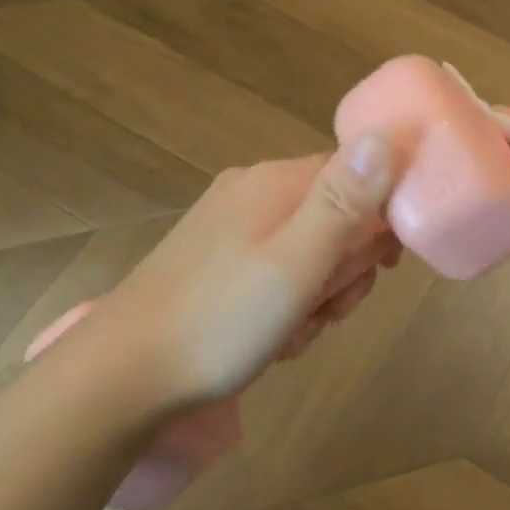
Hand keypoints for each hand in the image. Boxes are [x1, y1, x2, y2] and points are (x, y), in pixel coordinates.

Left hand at [70, 135, 400, 419]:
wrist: (123, 376)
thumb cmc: (220, 320)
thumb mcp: (296, 263)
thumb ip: (345, 201)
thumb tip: (386, 134)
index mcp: (276, 183)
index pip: (360, 176)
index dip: (381, 221)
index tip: (381, 267)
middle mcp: (253, 193)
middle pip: (337, 217)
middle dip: (345, 269)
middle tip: (326, 307)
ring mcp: (231, 228)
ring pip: (311, 251)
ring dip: (318, 295)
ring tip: (294, 330)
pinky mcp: (218, 261)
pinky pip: (277, 272)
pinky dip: (286, 305)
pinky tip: (272, 337)